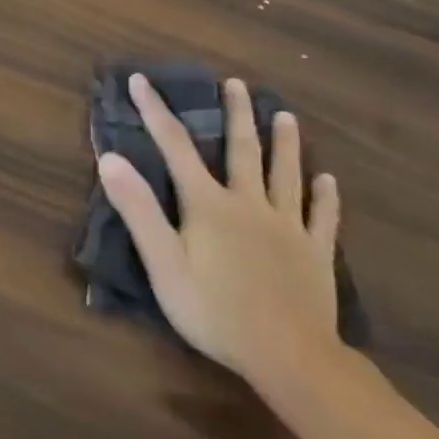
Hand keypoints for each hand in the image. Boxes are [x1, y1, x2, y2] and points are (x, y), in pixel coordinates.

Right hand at [97, 74, 341, 393]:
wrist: (291, 359)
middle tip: (236, 83)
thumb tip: (110, 158)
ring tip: (285, 115)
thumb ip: (138, 209)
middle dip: (235, 114)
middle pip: (242, 150)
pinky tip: (328, 181)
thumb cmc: (215, 310)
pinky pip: (322, 218)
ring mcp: (287, 228)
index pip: (174, 146)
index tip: (140, 80)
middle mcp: (249, 204)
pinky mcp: (315, 254)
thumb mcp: (162, 262)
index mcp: (208, 204)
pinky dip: (324, 197)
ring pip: (286, 175)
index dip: (155, 111)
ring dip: (284, 143)